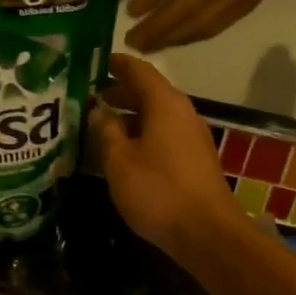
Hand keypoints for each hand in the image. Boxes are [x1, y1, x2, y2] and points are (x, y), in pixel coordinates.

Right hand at [92, 54, 248, 267]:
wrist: (206, 232)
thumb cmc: (158, 190)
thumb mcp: (119, 160)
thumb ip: (106, 130)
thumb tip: (98, 109)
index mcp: (165, 104)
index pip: (139, 70)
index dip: (117, 64)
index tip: (96, 62)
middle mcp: (182, 113)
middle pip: (148, 92)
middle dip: (119, 92)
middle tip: (90, 96)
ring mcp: (192, 137)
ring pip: (156, 116)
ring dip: (129, 116)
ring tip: (100, 124)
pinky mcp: (194, 159)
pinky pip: (163, 135)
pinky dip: (141, 134)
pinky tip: (122, 151)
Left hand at [123, 0, 295, 51]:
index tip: (129, 12)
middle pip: (185, 8)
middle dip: (155, 28)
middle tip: (131, 41)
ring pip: (200, 25)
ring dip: (170, 39)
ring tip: (147, 47)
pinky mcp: (248, 7)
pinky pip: (215, 28)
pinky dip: (190, 38)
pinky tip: (174, 42)